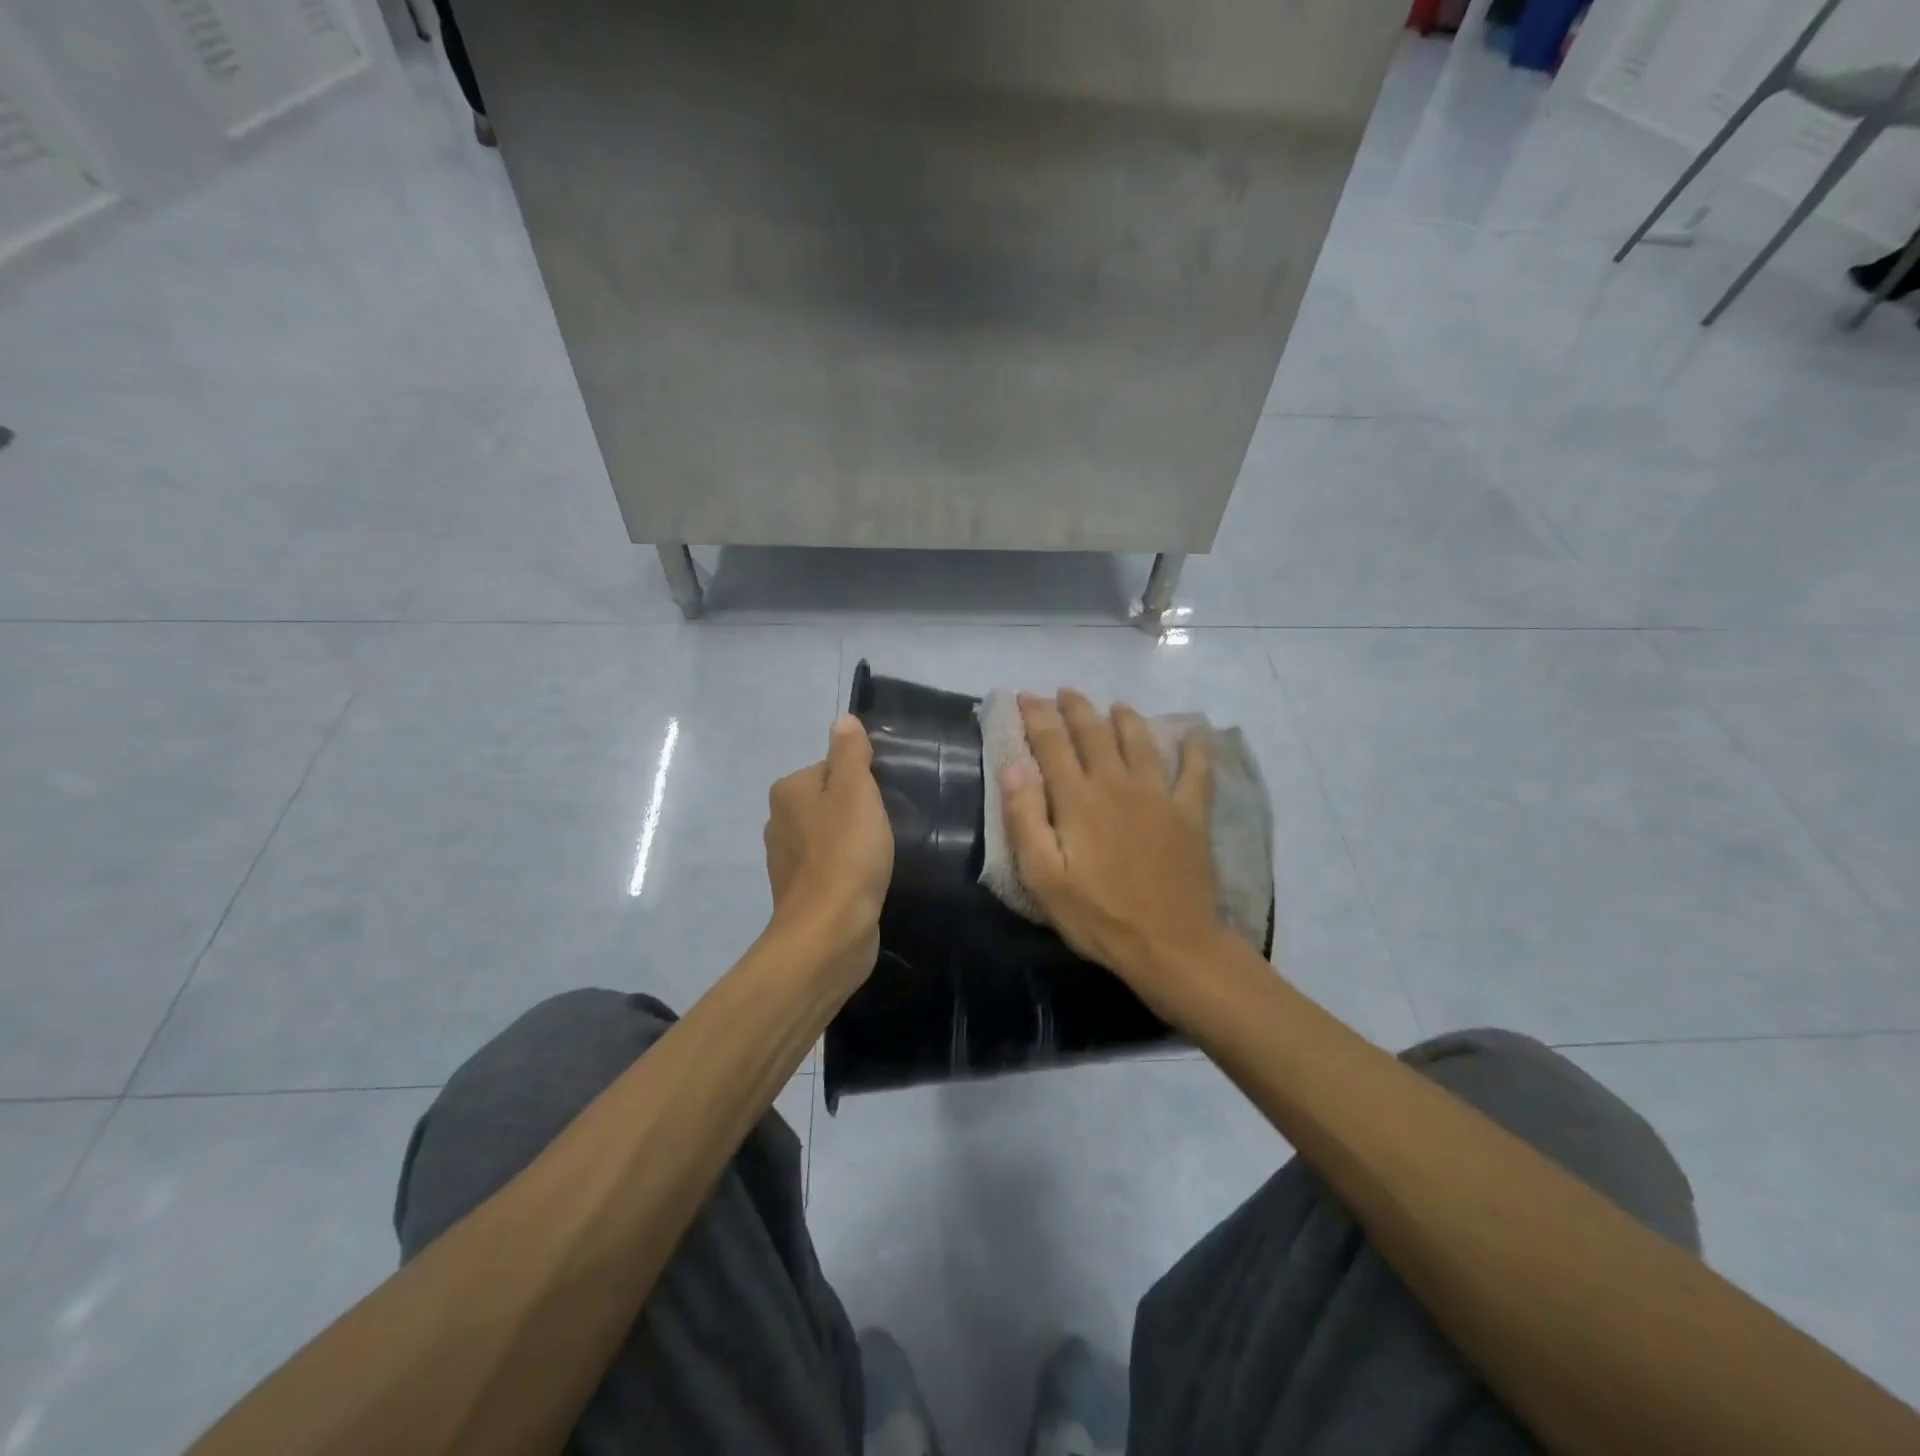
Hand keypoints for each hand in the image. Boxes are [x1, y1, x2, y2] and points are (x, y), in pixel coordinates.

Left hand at [764, 714, 893, 986]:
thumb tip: (843, 720)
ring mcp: (788, 860)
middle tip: (887, 826)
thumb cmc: (846, 853)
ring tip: (881, 854)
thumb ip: (850, 753)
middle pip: (830, 800)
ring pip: (830, 834)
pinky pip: (831, 866)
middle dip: (858, 811)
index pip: (832, 768)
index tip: (884, 800)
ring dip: (854, 841)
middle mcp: (779, 821)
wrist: (830, 931)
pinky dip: (849, 869)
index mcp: (788, 791)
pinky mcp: (802, 892)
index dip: (862, 781)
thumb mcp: (855, 791)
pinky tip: (868, 879)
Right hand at [999, 690, 1230, 1025]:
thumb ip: (1025, 819)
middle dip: (1077, 708)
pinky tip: (1195, 734)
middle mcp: (1118, 784)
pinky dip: (1196, 748)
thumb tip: (1012, 767)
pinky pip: (1197, 771)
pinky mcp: (1191, 813)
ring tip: (1116, 706)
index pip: (1052, 744)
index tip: (1026, 696)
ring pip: (1140, 741)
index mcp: (1079, 799)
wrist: (1171, 945)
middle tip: (1065, 692)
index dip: (1037, 716)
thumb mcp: (1044, 878)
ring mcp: (1159, 795)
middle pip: (1095, 732)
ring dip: (1126, 718)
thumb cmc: (1099, 916)